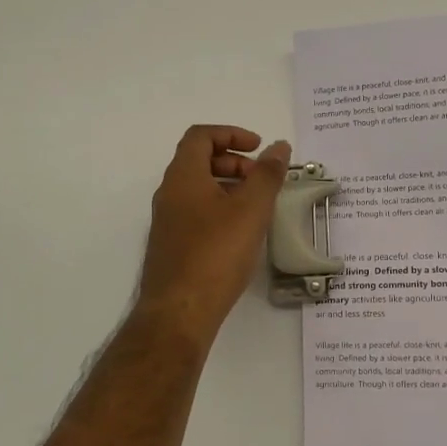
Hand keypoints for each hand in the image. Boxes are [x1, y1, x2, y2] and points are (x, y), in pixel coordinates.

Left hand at [136, 126, 290, 341]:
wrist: (179, 311)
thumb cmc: (216, 254)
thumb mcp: (250, 210)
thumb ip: (267, 175)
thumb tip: (279, 147)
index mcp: (183, 177)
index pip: (200, 136)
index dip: (231, 134)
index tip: (259, 148)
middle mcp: (169, 194)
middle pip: (198, 161)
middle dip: (233, 162)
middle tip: (262, 179)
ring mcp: (168, 222)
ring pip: (198, 189)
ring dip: (228, 187)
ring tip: (257, 206)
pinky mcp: (172, 246)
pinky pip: (196, 213)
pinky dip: (220, 209)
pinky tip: (241, 234)